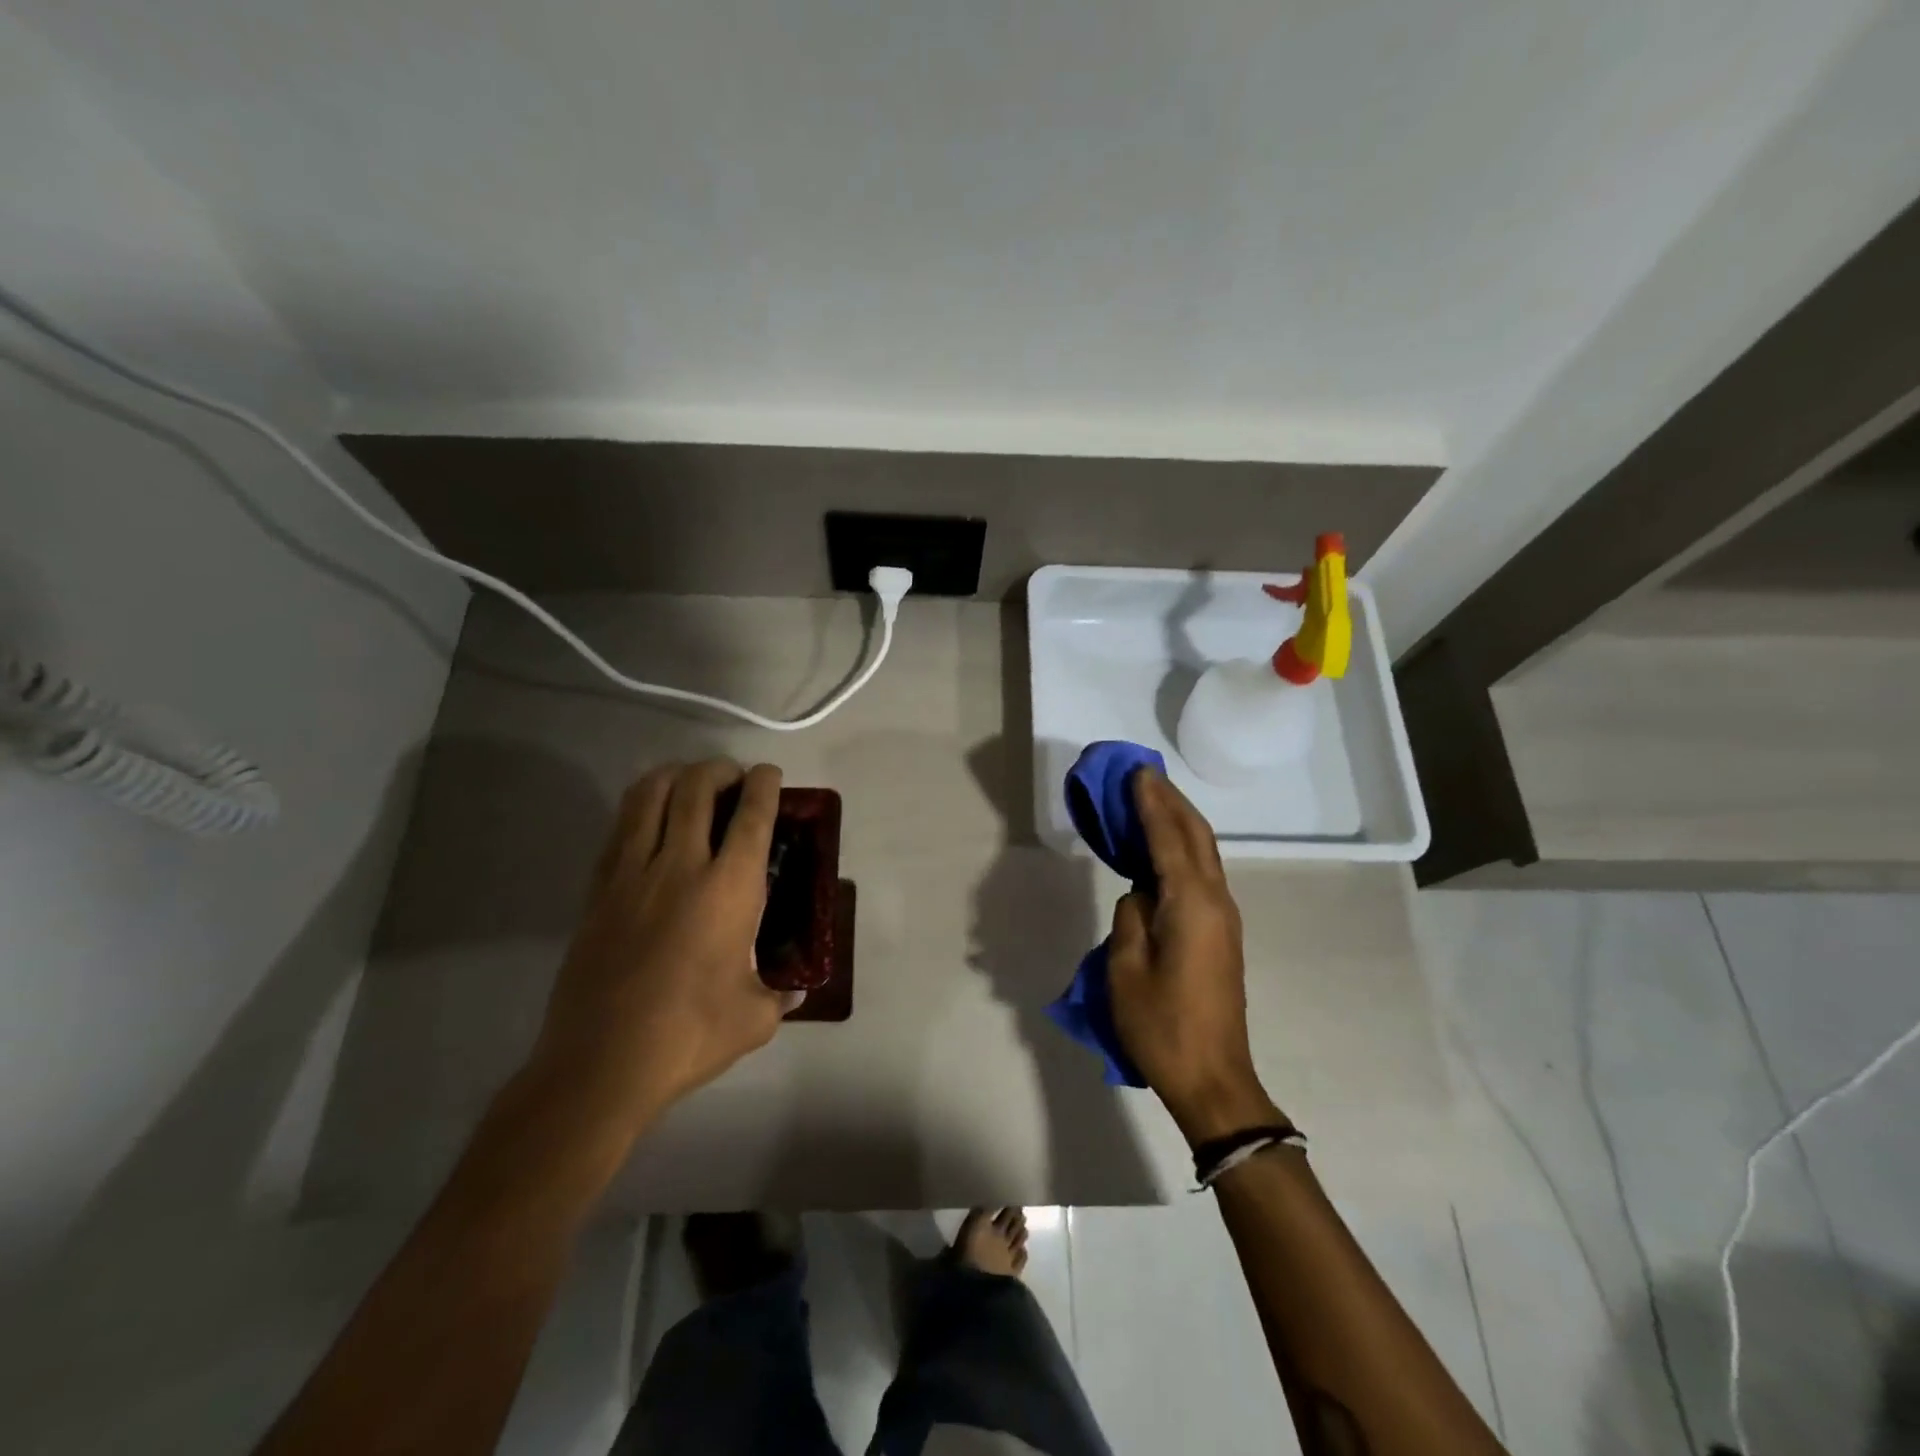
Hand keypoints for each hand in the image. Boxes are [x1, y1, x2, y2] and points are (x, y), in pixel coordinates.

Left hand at [527, 759, 794, 1142]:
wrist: (600, 1064)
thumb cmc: (689, 1035)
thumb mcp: (755, 1018)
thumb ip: (781, 995)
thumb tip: (795, 990)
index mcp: (729, 888)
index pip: (752, 814)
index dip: (764, 784)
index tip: (769, 775)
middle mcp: (680, 865)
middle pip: (696, 787)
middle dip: (719, 769)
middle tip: (732, 779)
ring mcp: (631, 874)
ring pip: (648, 795)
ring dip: (674, 777)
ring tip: (689, 785)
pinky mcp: (597, 891)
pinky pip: (619, 829)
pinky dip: (639, 808)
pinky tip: (650, 823)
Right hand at [1108, 769, 1284, 1145]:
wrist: (1213, 1078)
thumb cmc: (1162, 1026)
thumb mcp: (1126, 969)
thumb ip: (1130, 917)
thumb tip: (1139, 894)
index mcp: (1191, 904)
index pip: (1169, 838)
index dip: (1151, 803)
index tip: (1136, 772)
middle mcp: (1216, 901)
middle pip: (1196, 836)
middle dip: (1171, 802)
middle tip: (1143, 775)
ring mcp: (1224, 917)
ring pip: (1203, 853)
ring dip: (1179, 822)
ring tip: (1151, 799)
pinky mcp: (1221, 933)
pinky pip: (1202, 874)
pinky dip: (1182, 849)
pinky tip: (1162, 848)